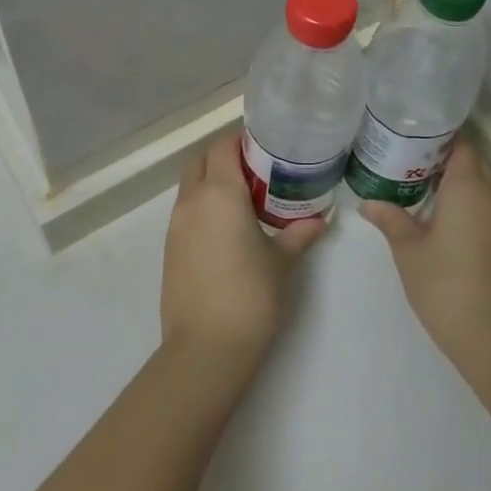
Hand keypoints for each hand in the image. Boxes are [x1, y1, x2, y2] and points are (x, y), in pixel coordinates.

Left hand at [161, 134, 324, 367]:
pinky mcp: (170, 248)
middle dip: (224, 156)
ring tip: (245, 199)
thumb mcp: (282, 262)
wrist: (205, 349)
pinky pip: (186, 211)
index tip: (268, 146)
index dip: (243, 140)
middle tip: (257, 170)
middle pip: (201, 160)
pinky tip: (228, 229)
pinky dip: (204, 206)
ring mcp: (176, 225)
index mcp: (220, 193)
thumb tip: (320, 219)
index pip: (224, 146)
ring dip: (212, 181)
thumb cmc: (250, 296)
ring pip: (191, 186)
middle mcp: (192, 201)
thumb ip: (299, 233)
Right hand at [359, 138, 490, 364]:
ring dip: (456, 179)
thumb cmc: (444, 283)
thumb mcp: (408, 248)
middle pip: (471, 160)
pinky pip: (487, 202)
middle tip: (406, 161)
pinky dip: (467, 198)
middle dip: (442, 157)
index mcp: (468, 185)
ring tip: (418, 184)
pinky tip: (440, 212)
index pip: (458, 144)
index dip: (435, 139)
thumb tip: (367, 203)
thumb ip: (389, 218)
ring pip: (481, 181)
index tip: (407, 140)